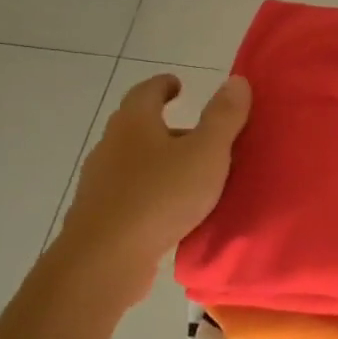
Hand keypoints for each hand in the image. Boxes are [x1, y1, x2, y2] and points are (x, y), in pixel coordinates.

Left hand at [53, 74, 250, 303]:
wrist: (106, 258)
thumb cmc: (161, 196)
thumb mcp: (206, 153)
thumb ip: (224, 117)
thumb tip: (236, 80)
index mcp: (134, 124)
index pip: (146, 92)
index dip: (164, 85)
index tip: (177, 84)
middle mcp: (111, 146)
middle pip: (138, 127)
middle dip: (166, 126)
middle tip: (197, 135)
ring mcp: (101, 182)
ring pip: (134, 162)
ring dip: (159, 162)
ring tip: (190, 174)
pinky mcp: (101, 215)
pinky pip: (131, 193)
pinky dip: (152, 192)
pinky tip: (171, 209)